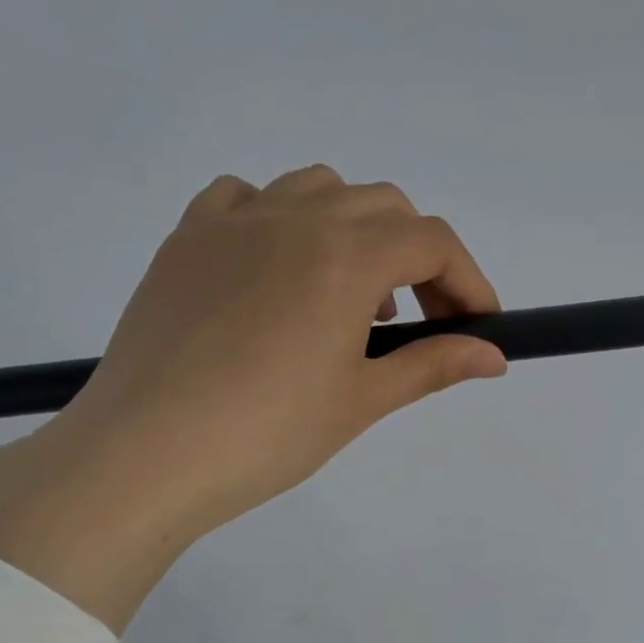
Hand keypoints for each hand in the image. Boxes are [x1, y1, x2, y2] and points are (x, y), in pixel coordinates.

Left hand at [0, 166, 506, 630]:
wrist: (148, 453)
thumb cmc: (269, 434)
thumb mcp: (362, 400)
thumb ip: (433, 366)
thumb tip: (494, 357)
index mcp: (344, 256)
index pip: (433, 241)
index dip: (469, 281)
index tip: (479, 327)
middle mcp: (293, 217)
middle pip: (385, 207)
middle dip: (421, 259)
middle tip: (424, 323)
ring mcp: (233, 220)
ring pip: (320, 189)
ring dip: (358, 233)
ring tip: (355, 300)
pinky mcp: (187, 238)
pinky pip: (248, 198)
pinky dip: (285, 221)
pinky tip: (283, 273)